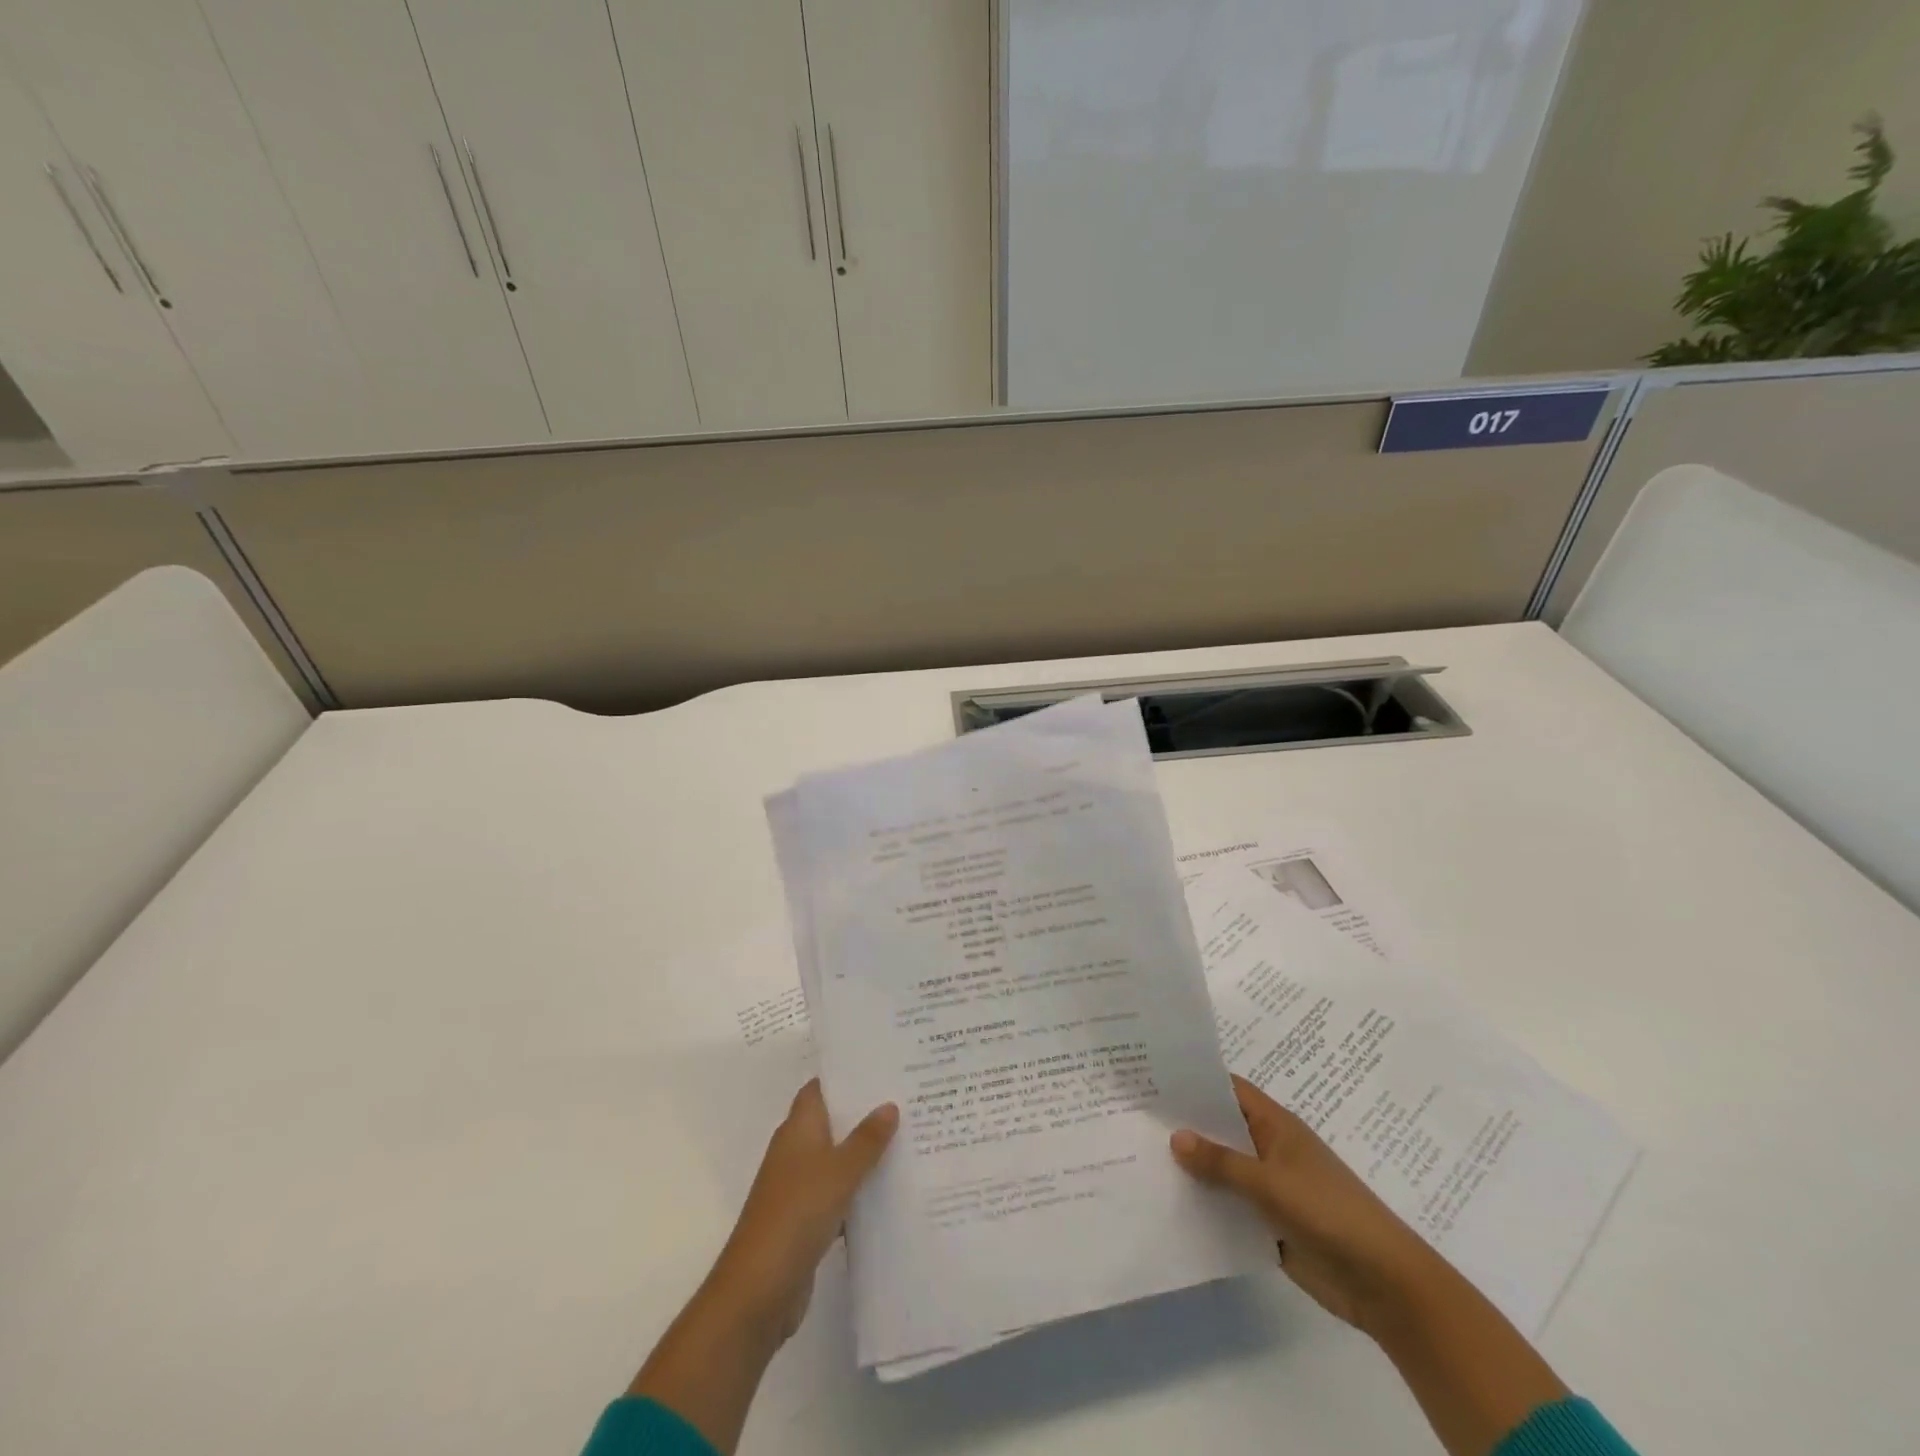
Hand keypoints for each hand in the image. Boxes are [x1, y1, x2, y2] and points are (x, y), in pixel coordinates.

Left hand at [709, 1079, 898, 1341]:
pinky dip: (862, 1190)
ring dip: (867, 1152)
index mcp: (798, 1129)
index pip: (820, 1088)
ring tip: (912, 1137)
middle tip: (909, 1098)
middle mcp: (797, 1151)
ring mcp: (800, 1187)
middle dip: (866, 1112)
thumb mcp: (838, 1171)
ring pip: (840, 1159)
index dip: (847, 1075)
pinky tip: (894, 1189)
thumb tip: (889, 1104)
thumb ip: (866, 1139)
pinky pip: (841, 1194)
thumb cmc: (796, 1214)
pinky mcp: (808, 1221)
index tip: (883, 1065)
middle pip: (833, 1121)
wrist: (758, 1291)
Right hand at [1175, 1077, 1571, 1455]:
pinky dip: (1204, 1203)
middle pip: (1219, 1127)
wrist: (1385, 1285)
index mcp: (1274, 1124)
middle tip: (1131, 1114)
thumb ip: (1221, 1162)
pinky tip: (1167, 1203)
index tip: (1149, 1074)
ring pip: (1220, 1168)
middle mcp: (1267, 1147)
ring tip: (1137, 1156)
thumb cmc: (1330, 1214)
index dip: (1191, 1080)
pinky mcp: (1267, 1223)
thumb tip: (1175, 1136)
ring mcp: (1268, 1186)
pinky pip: (1227, 1206)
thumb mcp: (1271, 1183)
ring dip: (1191, 1167)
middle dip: (1183, 1123)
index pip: (1225, 1088)